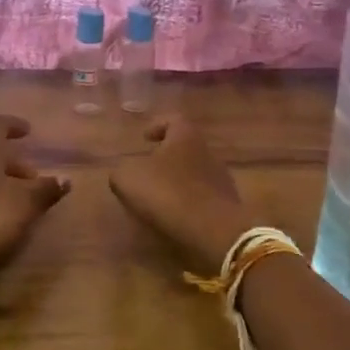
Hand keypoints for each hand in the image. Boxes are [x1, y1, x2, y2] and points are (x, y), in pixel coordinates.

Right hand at [110, 116, 256, 276]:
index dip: (157, 126)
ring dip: (178, 180)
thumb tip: (124, 173)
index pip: (173, 120)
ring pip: (195, 172)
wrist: (213, 229)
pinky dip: (188, 201)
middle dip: (167, 156)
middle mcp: (207, 151)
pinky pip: (203, 196)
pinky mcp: (227, 204)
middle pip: (186, 146)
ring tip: (158, 196)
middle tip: (148, 169)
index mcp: (185, 136)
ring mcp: (221, 178)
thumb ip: (122, 171)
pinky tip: (175, 215)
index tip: (145, 138)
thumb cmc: (168, 193)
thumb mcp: (128, 179)